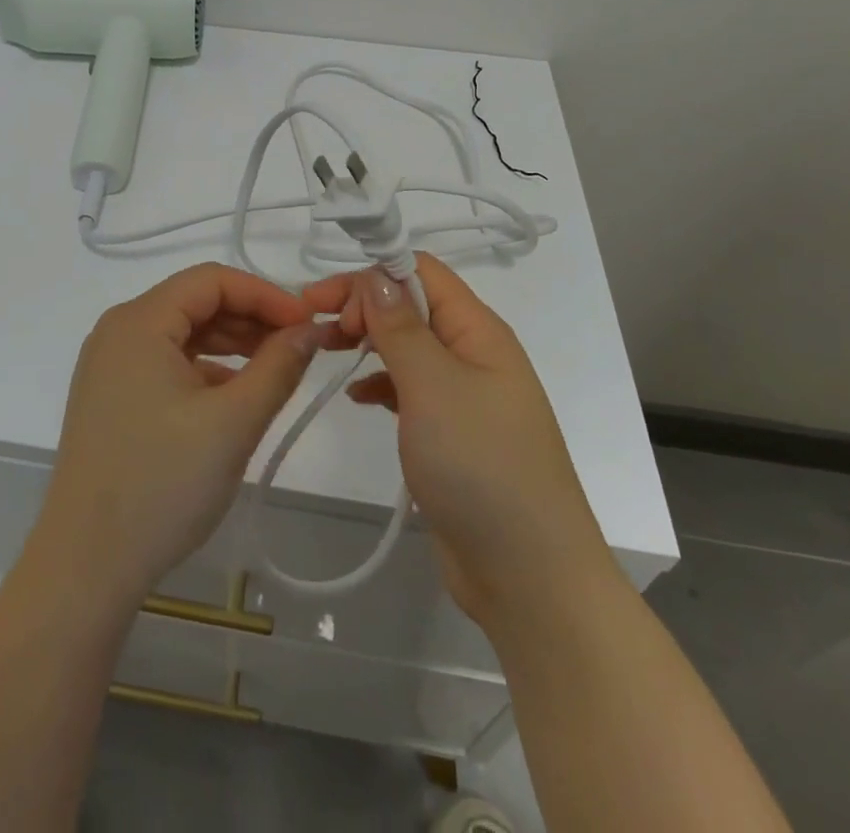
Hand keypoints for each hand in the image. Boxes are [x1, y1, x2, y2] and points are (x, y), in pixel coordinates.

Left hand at [32, 263, 328, 607]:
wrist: (86, 566)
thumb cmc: (162, 484)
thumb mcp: (233, 423)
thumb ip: (278, 367)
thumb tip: (311, 330)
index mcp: (138, 321)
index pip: (211, 280)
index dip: (265, 294)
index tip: (306, 325)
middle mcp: (118, 331)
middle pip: (195, 302)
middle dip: (250, 319)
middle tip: (299, 349)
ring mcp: (110, 365)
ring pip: (183, 334)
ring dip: (231, 345)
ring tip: (276, 371)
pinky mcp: (112, 397)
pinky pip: (167, 364)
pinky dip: (206, 370)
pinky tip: (235, 397)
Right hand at [306, 255, 610, 626]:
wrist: (529, 577)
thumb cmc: (481, 467)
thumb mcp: (433, 387)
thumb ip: (401, 328)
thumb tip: (375, 276)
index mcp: (477, 330)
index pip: (420, 272)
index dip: (370, 275)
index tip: (323, 300)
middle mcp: (472, 353)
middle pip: (410, 305)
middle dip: (363, 306)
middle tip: (320, 331)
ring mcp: (462, 394)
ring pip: (406, 345)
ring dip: (367, 340)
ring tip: (326, 353)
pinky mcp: (450, 432)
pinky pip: (408, 388)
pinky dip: (379, 383)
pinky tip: (356, 397)